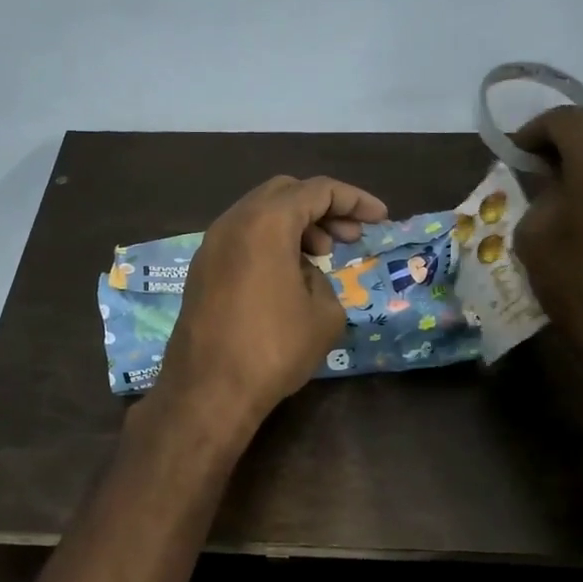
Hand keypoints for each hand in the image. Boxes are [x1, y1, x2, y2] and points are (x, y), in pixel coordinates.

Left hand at [156, 175, 388, 431]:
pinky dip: (270, 241)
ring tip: (322, 256)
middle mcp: (233, 222)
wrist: (207, 391)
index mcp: (266, 222)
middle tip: (349, 236)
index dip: (355, 200)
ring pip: (260, 213)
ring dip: (295, 224)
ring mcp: (211, 245)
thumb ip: (323, 279)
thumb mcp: (324, 314)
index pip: (318, 190)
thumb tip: (304, 274)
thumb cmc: (273, 349)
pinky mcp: (201, 269)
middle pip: (285, 192)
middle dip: (323, 207)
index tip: (380, 219)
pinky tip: (288, 273)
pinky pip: (242, 237)